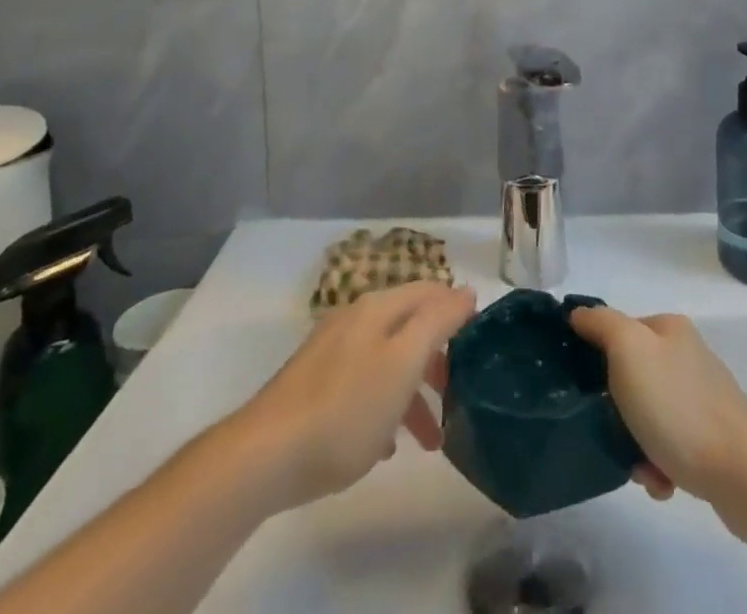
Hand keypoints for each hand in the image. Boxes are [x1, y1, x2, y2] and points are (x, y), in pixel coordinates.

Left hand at [228, 281, 476, 510]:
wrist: (265, 455)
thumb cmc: (346, 408)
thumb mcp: (403, 363)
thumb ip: (437, 322)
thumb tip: (465, 292)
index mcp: (378, 308)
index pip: (430, 291)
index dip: (458, 310)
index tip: (481, 345)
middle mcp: (355, 320)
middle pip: (410, 327)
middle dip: (438, 360)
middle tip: (458, 397)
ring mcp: (332, 352)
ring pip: (388, 361)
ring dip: (413, 394)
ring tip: (430, 442)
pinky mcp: (315, 386)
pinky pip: (363, 386)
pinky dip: (383, 408)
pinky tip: (385, 446)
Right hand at [570, 306, 746, 503]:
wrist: (742, 474)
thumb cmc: (677, 406)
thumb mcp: (628, 349)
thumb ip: (601, 324)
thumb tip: (579, 313)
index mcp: (669, 328)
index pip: (618, 331)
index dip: (596, 356)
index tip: (584, 387)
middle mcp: (687, 356)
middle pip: (631, 377)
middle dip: (616, 409)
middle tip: (609, 431)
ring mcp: (702, 398)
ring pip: (648, 416)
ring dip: (635, 443)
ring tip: (639, 467)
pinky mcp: (713, 439)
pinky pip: (669, 447)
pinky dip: (658, 464)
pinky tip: (661, 482)